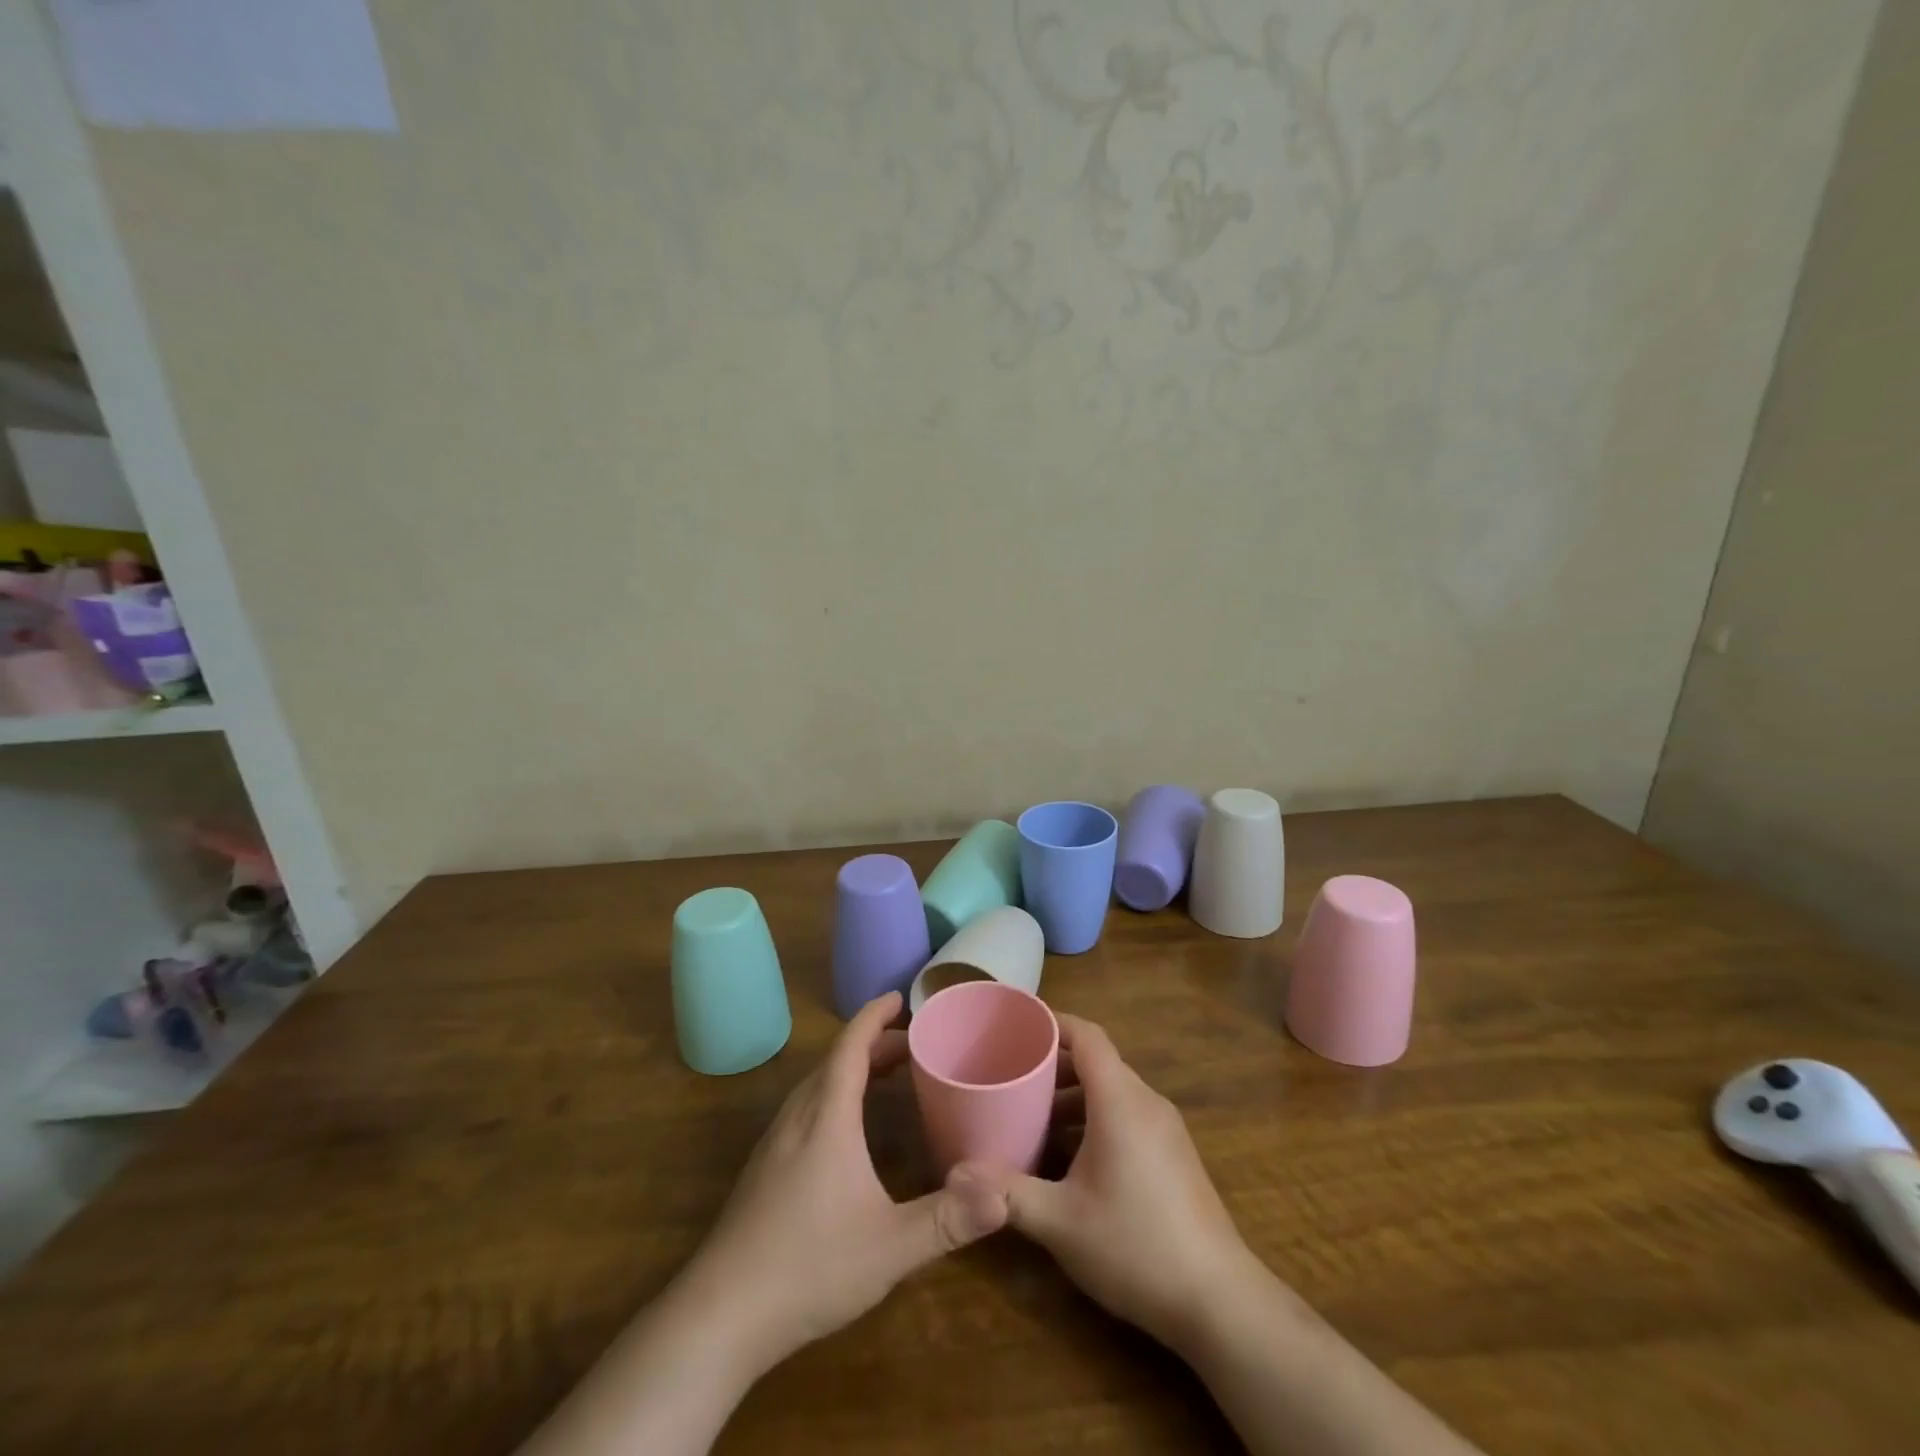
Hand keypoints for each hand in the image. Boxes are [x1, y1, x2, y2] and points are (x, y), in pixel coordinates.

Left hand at [676, 991, 1009, 1373]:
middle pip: (836, 1061)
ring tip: (886, 1076)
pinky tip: (846, 1129)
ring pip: (817, 1084)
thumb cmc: (808, 1268)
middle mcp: (798, 1118)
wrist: (719, 1316)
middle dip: (874, 1043)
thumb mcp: (890, 1247)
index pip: (850, 1046)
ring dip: (852, 1068)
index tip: (899, 997)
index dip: (874, 1016)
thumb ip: (949, 1219)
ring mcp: (775, 1143)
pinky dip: (834, 1094)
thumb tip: (1004, 1194)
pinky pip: (805, 1108)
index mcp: (827, 1117)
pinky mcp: (763, 1169)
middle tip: (913, 1045)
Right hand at [994, 1015, 1266, 1351]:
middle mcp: (1146, 1103)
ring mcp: (1165, 1130)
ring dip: (1071, 1098)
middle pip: (1097, 1062)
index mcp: (1120, 1101)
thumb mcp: (1060, 1222)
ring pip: (1111, 1092)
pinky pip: (1127, 1116)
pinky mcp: (1174, 1156)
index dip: (1053, 1022)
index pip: (1087, 1036)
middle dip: (1053, 1065)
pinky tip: (1069, 1159)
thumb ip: (1007, 1194)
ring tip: (1031, 1119)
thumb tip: (956, 1176)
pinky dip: (1093, 1120)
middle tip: (1011, 1077)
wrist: (1220, 1302)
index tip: (1017, 1026)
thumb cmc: (1136, 1246)